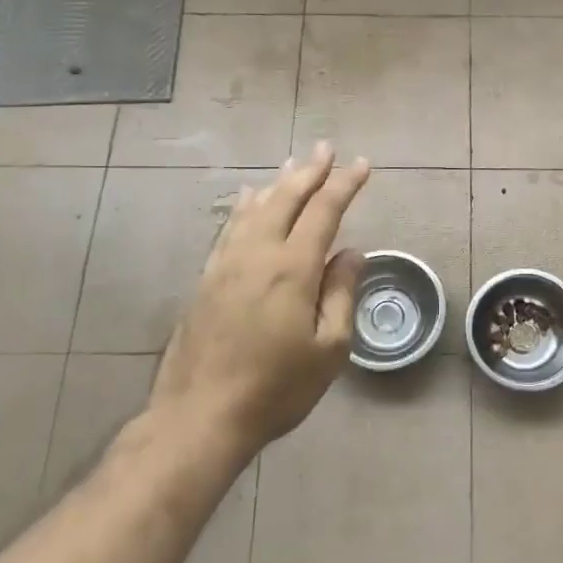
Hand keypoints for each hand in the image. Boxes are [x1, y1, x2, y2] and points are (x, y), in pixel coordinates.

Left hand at [150, 143, 370, 458]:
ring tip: (293, 166)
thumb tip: (351, 252)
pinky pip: (230, 227)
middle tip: (325, 148)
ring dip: (278, 183)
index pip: (323, 211)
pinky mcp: (206, 279)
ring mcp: (226, 264)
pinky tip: (248, 198)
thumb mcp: (328, 349)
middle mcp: (257, 254)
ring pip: (255, 208)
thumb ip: (340, 294)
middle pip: (285, 198)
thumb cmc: (276, 388)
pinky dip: (245, 206)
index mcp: (292, 268)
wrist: (200, 415)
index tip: (361, 164)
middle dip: (309, 171)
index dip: (344, 184)